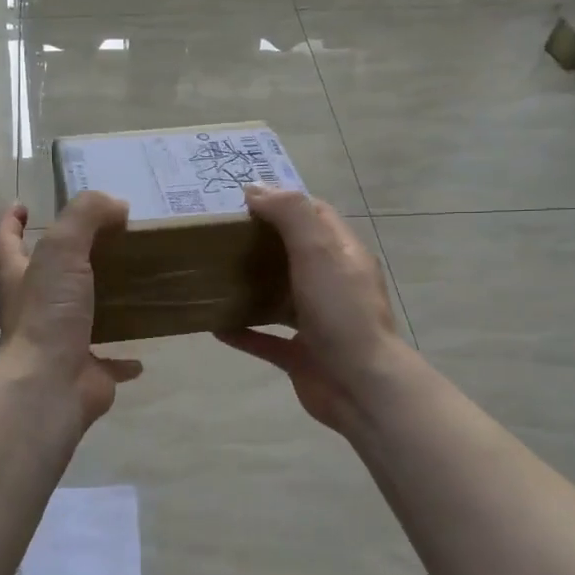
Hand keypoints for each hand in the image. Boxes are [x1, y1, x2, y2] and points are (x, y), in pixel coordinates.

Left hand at [0, 193, 142, 427]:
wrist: (50, 385)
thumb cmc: (48, 313)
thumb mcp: (63, 249)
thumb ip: (86, 217)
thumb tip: (115, 205)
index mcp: (19, 278)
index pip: (6, 241)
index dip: (11, 222)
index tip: (22, 206)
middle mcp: (33, 310)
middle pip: (42, 278)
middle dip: (61, 261)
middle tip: (96, 241)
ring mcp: (57, 343)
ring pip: (76, 318)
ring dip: (95, 305)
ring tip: (125, 288)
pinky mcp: (84, 372)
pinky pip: (107, 363)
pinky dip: (122, 360)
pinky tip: (141, 355)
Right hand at [216, 186, 410, 434]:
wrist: (360, 386)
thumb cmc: (341, 312)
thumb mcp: (318, 251)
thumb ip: (290, 215)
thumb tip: (256, 189)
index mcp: (342, 255)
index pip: (315, 215)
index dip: (283, 202)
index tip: (242, 200)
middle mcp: (331, 285)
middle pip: (294, 254)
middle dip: (260, 242)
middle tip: (219, 235)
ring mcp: (316, 321)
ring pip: (279, 296)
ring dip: (250, 287)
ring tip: (214, 275)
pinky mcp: (300, 354)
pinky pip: (265, 338)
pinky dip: (243, 331)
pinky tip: (215, 326)